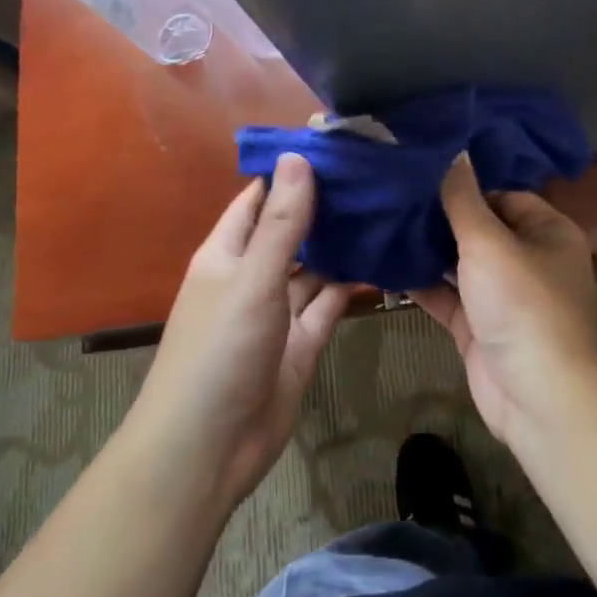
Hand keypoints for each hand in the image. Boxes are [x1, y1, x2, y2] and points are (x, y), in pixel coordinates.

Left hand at [128, 153, 351, 507]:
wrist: (209, 448)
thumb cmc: (219, 350)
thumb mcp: (252, 278)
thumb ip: (281, 222)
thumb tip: (297, 156)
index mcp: (226, 253)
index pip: (258, 199)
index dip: (290, 173)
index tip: (336, 148)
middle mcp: (251, 276)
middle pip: (291, 231)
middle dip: (325, 208)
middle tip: (376, 177)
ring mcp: (277, 311)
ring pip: (313, 268)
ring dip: (341, 246)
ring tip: (387, 211)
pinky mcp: (301, 343)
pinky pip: (328, 304)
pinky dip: (350, 285)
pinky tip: (383, 261)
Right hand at [409, 155, 596, 446]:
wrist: (537, 396)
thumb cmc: (521, 304)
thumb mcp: (489, 241)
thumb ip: (463, 197)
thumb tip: (453, 148)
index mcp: (548, 232)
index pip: (503, 195)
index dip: (465, 185)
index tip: (421, 173)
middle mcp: (529, 260)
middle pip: (479, 228)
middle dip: (439, 217)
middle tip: (392, 195)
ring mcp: (502, 297)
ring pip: (459, 264)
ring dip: (426, 250)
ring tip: (380, 222)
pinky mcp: (479, 327)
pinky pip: (446, 296)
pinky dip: (420, 284)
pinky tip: (383, 265)